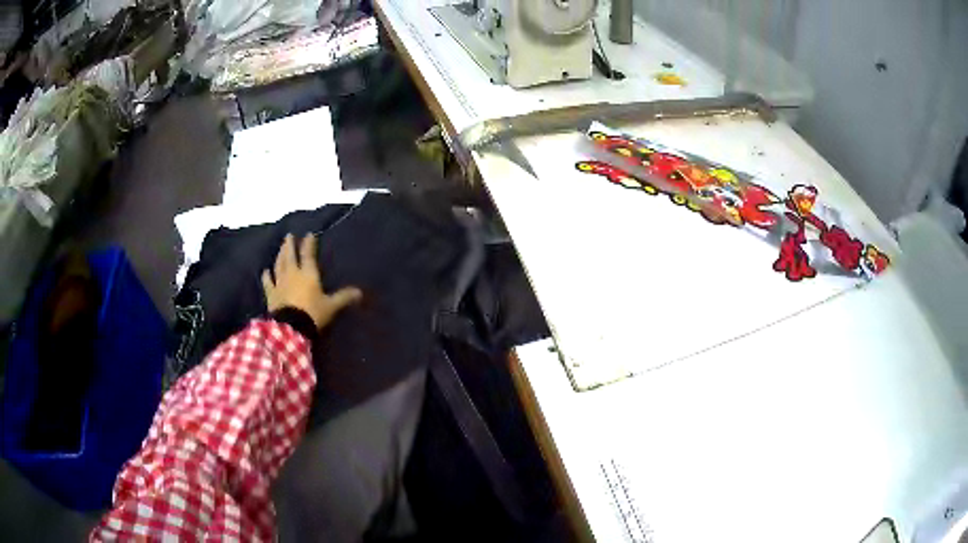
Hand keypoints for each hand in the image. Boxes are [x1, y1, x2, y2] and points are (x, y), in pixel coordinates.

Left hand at [262, 234, 361, 329]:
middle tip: (289, 235)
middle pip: (290, 256)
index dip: (309, 244)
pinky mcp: (271, 294)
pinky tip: (265, 271)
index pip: (308, 255)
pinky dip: (266, 276)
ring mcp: (280, 283)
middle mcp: (293, 274)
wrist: (291, 327)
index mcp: (308, 274)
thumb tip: (360, 292)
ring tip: (280, 247)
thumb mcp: (331, 306)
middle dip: (290, 245)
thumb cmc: (312, 314)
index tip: (309, 234)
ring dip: (279, 255)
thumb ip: (343, 298)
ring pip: (279, 265)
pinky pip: (267, 282)